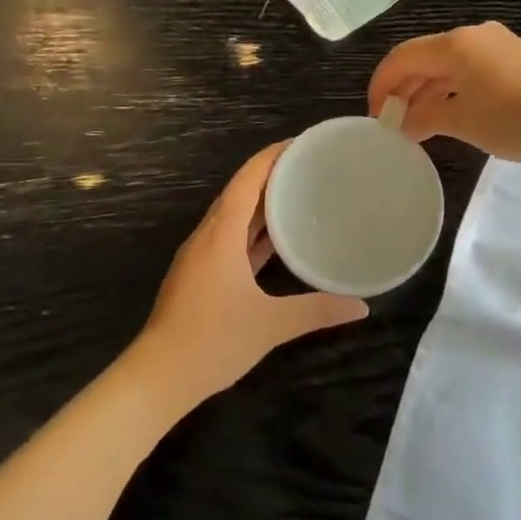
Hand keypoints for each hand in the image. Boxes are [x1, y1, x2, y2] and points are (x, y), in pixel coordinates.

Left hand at [132, 143, 368, 407]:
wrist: (158, 376)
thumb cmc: (213, 341)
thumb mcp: (271, 325)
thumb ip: (317, 311)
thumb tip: (362, 306)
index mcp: (221, 235)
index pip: (247, 179)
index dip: (273, 156)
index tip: (302, 143)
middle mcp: (208, 237)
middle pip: (239, 192)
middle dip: (271, 175)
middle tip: (309, 168)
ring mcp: (200, 256)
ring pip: (233, 217)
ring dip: (261, 203)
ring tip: (298, 195)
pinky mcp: (199, 275)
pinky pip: (229, 239)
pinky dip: (252, 231)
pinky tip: (274, 240)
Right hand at [368, 21, 520, 165]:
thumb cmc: (512, 119)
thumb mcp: (461, 121)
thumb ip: (424, 117)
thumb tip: (403, 123)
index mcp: (454, 44)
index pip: (402, 57)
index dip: (381, 85)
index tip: (375, 115)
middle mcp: (473, 35)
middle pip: (425, 58)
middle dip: (404, 89)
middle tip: (392, 121)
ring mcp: (497, 44)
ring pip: (448, 65)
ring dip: (428, 91)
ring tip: (417, 124)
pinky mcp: (515, 59)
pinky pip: (470, 69)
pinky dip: (452, 89)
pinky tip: (450, 113)